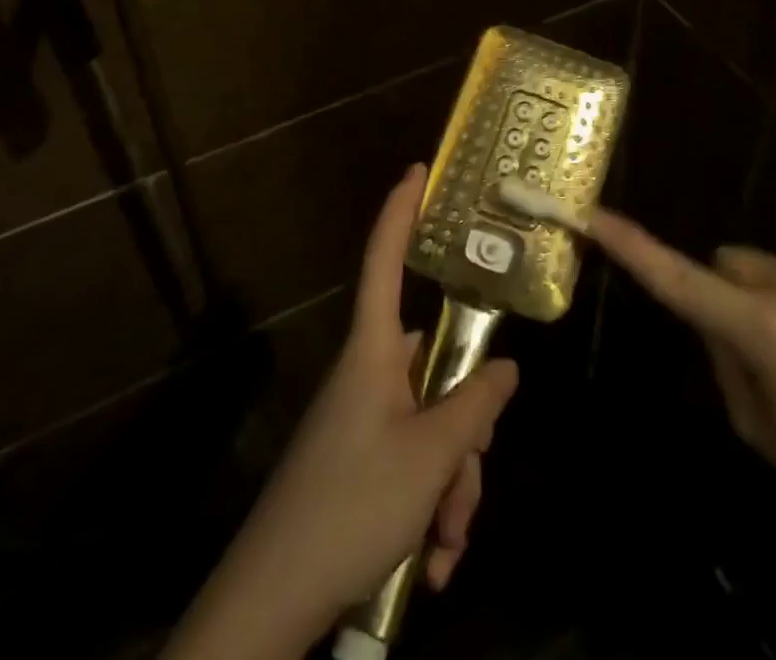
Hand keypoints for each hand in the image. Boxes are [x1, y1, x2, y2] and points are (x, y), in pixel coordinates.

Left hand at [166, 166, 519, 659]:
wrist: (271, 605)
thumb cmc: (351, 507)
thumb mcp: (429, 458)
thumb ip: (475, 405)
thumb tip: (504, 368)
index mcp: (373, 351)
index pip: (384, 260)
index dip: (400, 211)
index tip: (417, 170)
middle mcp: (369, 376)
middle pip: (436, 368)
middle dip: (466, 432)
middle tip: (464, 492)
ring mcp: (364, 423)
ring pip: (433, 426)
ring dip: (452, 486)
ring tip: (446, 544)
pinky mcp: (361, 466)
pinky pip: (414, 465)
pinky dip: (431, 508)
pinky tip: (431, 563)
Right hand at [590, 210, 775, 534]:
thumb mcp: (761, 431)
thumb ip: (724, 363)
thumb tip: (715, 320)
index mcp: (764, 331)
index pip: (681, 282)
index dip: (633, 248)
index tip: (594, 215)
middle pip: (725, 265)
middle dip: (725, 294)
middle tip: (758, 352)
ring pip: (764, 270)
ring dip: (768, 300)